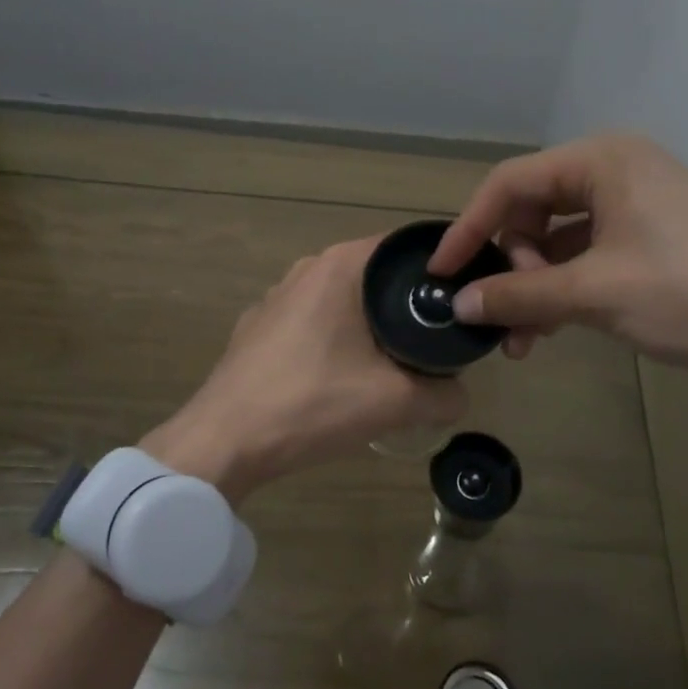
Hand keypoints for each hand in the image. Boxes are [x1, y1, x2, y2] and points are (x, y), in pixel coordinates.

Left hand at [142, 237, 465, 503]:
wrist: (225, 440)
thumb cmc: (312, 403)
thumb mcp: (395, 402)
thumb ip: (445, 394)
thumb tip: (460, 394)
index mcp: (340, 266)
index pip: (406, 248)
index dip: (440, 271)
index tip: (462, 301)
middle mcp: (307, 268)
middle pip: (376, 275)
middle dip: (408, 303)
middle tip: (439, 337)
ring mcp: (277, 297)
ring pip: (344, 300)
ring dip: (371, 324)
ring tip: (396, 361)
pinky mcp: (258, 327)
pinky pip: (314, 322)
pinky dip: (337, 339)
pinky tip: (342, 377)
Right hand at [430, 134, 687, 393]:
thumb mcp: (594, 294)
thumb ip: (518, 295)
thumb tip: (458, 303)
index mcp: (602, 160)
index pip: (509, 184)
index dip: (469, 228)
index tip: (440, 271)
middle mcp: (618, 170)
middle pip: (534, 210)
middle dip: (511, 265)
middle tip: (507, 315)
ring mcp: (641, 205)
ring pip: (561, 240)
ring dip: (536, 286)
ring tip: (526, 339)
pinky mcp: (656, 240)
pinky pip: (591, 256)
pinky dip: (567, 290)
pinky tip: (555, 329)